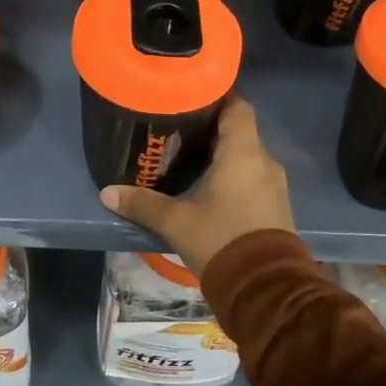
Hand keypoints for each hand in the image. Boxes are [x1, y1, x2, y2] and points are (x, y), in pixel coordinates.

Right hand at [99, 95, 294, 281]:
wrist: (265, 289)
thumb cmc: (221, 240)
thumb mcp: (176, 222)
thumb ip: (143, 204)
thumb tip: (107, 192)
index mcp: (243, 152)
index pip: (238, 106)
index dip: (219, 96)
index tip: (193, 95)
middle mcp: (264, 161)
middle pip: (241, 130)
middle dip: (214, 127)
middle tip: (182, 128)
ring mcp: (275, 184)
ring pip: (248, 155)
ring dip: (225, 154)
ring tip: (192, 157)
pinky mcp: (277, 206)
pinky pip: (255, 177)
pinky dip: (235, 174)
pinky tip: (212, 187)